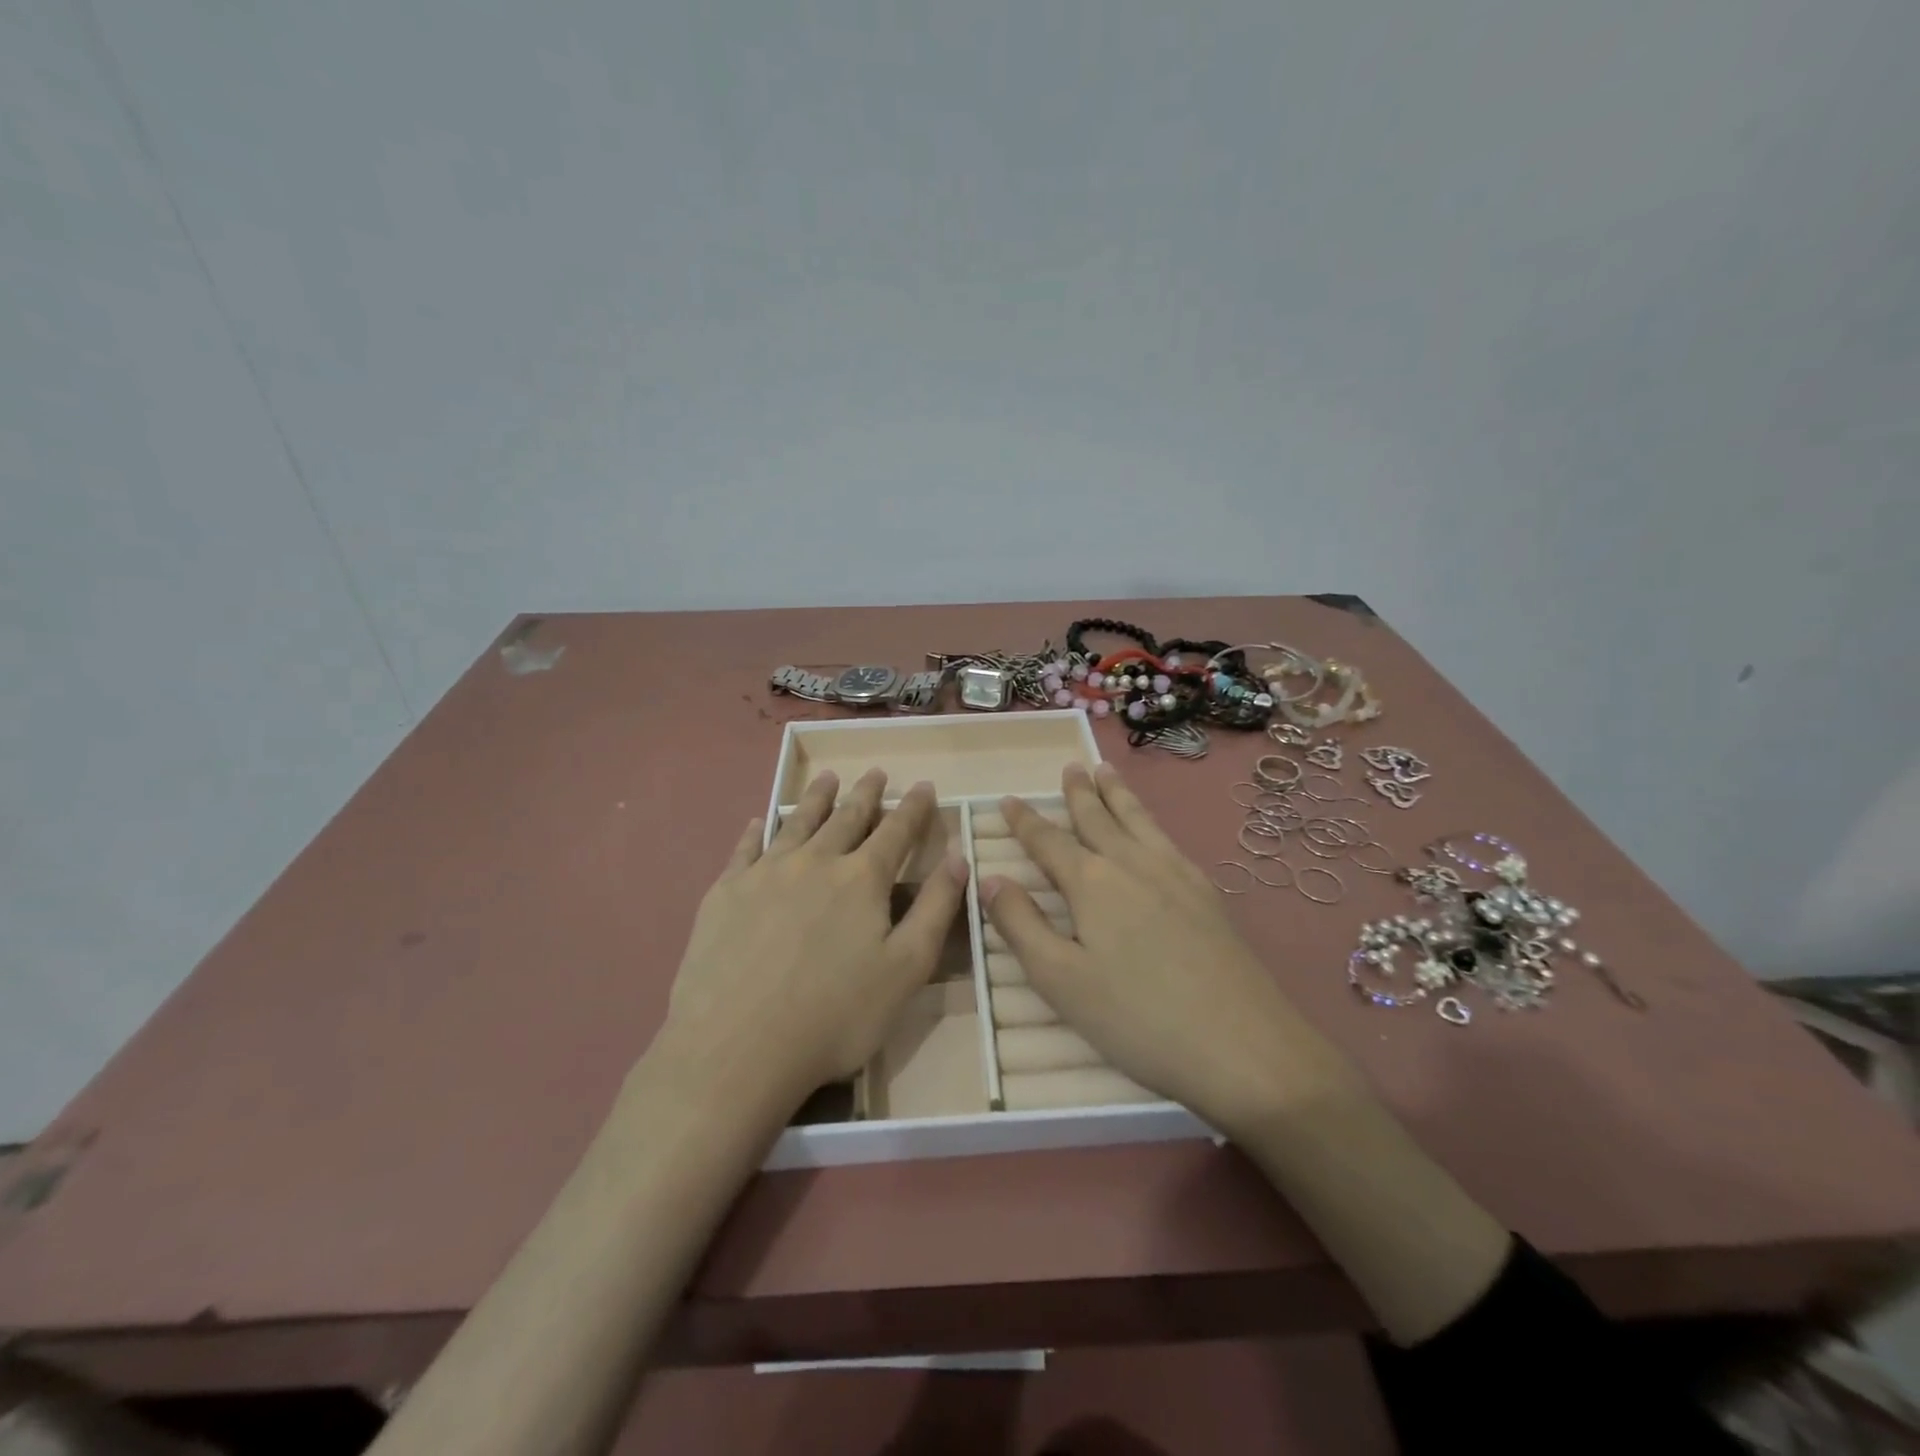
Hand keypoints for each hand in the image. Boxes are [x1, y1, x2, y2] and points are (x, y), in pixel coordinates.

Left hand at [658, 769, 968, 1111]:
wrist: (736, 1046)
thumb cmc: (835, 1015)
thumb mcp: (906, 968)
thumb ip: (936, 908)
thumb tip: (960, 856)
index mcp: (862, 879)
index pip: (896, 831)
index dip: (914, 807)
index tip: (925, 785)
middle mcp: (815, 861)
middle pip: (846, 817)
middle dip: (866, 794)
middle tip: (876, 773)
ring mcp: (765, 873)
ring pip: (797, 822)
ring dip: (816, 798)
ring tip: (827, 778)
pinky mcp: (725, 892)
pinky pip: (745, 849)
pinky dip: (757, 830)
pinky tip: (759, 821)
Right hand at [980, 763, 1354, 1136]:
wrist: (1242, 1045)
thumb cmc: (1137, 1018)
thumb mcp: (1060, 979)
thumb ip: (1020, 924)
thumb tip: (988, 878)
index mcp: (1092, 883)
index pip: (1048, 841)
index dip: (1025, 821)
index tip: (1007, 799)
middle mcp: (1133, 865)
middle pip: (1099, 819)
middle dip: (1080, 793)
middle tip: (1070, 766)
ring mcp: (1176, 875)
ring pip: (1139, 821)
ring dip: (1118, 794)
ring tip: (1106, 770)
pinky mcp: (1207, 894)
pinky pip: (1169, 840)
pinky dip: (1151, 822)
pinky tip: (1155, 831)